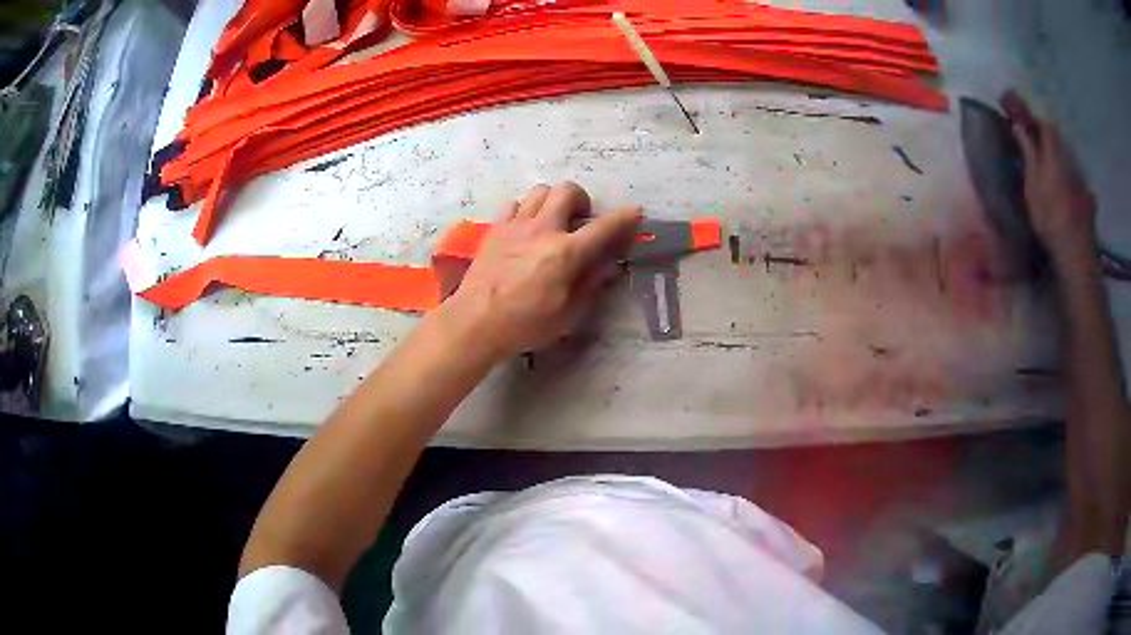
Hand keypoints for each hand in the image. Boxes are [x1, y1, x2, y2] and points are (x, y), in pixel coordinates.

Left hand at [442, 182, 641, 360]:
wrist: (475, 322)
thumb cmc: (525, 324)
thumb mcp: (567, 314)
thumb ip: (590, 285)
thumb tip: (607, 266)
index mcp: (566, 253)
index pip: (604, 227)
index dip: (624, 218)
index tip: (634, 213)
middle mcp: (543, 230)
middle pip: (567, 191)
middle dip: (581, 200)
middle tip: (581, 220)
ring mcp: (515, 226)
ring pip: (539, 191)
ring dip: (553, 201)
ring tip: (553, 221)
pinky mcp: (495, 230)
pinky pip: (514, 205)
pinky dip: (525, 210)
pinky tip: (525, 229)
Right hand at [1002, 91, 1097, 266]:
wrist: (1076, 254)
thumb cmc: (1050, 218)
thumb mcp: (1033, 186)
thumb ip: (1028, 154)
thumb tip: (1018, 125)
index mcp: (1054, 154)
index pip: (1046, 125)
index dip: (1035, 119)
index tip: (1023, 115)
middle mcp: (1068, 161)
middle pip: (1058, 142)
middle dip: (1046, 138)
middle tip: (1034, 142)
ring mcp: (1079, 181)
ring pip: (1067, 161)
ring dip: (1058, 159)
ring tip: (1049, 167)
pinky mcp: (1086, 201)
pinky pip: (1076, 181)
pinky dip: (1070, 181)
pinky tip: (1066, 191)